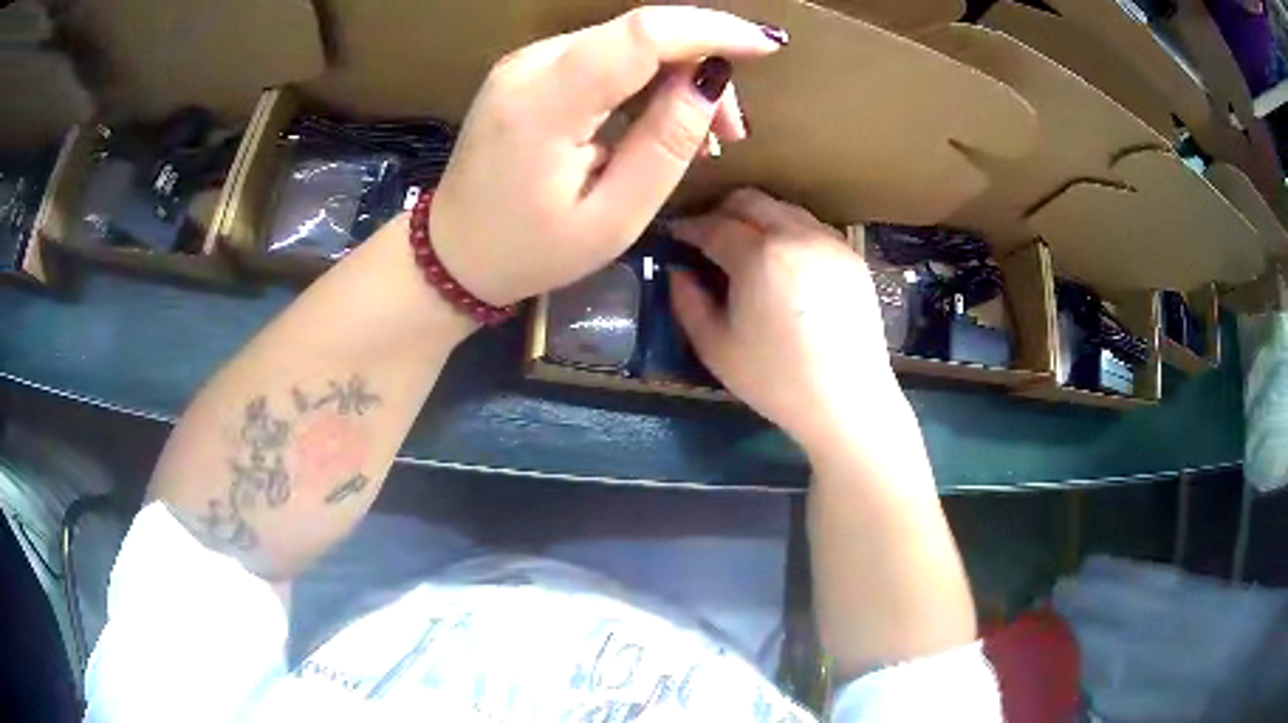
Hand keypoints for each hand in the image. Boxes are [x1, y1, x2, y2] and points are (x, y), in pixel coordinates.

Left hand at [429, 7, 785, 306]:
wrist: (453, 253)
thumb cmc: (530, 250)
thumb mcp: (613, 217)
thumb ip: (664, 144)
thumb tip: (709, 81)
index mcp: (545, 102)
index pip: (641, 34)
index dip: (711, 29)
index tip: (767, 46)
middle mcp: (531, 64)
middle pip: (639, 33)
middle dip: (701, 64)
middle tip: (730, 130)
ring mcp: (525, 62)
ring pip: (626, 41)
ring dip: (678, 74)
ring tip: (705, 134)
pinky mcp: (529, 69)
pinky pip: (604, 55)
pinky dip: (645, 78)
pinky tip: (663, 117)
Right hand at [670, 188, 908, 449]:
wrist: (848, 400)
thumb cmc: (777, 380)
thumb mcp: (716, 348)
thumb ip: (687, 302)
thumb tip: (677, 271)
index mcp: (759, 256)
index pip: (714, 226)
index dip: (689, 227)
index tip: (675, 234)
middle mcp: (797, 235)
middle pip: (751, 200)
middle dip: (721, 211)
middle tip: (707, 234)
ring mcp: (830, 242)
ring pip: (784, 209)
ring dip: (757, 218)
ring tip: (745, 246)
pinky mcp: (852, 255)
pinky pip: (811, 227)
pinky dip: (788, 231)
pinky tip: (783, 261)